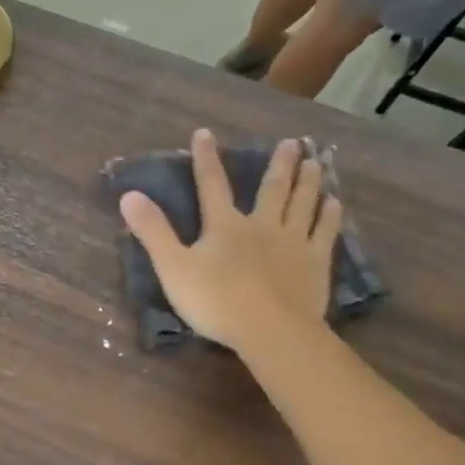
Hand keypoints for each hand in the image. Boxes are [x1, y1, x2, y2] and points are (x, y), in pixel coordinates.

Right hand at [119, 129, 342, 355]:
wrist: (270, 330)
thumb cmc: (216, 302)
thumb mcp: (173, 268)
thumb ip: (153, 231)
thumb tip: (129, 195)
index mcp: (225, 226)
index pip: (212, 185)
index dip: (206, 159)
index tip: (204, 134)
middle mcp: (262, 225)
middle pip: (272, 189)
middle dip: (279, 165)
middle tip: (292, 143)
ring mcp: (293, 243)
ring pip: (303, 204)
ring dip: (309, 182)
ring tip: (316, 162)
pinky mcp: (316, 263)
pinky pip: (324, 233)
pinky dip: (329, 216)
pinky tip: (334, 204)